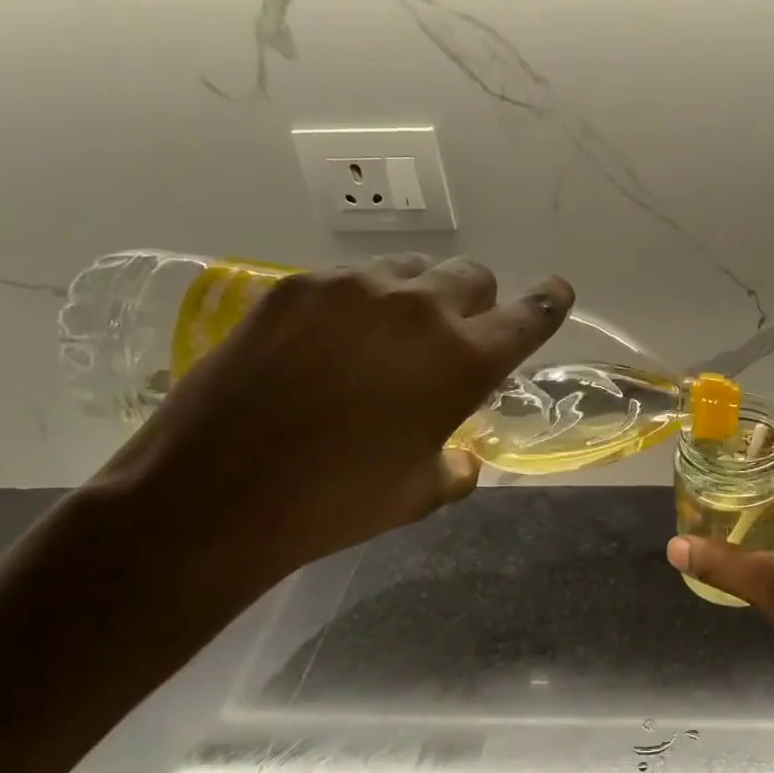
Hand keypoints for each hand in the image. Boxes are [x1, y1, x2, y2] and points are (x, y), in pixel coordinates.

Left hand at [100, 254, 572, 576]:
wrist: (217, 492)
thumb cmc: (338, 502)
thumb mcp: (419, 493)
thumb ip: (455, 465)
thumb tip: (461, 458)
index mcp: (463, 360)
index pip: (529, 316)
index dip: (548, 302)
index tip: (556, 292)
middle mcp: (418, 308)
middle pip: (471, 276)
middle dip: (475, 304)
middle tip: (450, 340)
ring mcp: (352, 289)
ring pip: (410, 270)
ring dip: (417, 298)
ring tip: (386, 339)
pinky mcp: (296, 286)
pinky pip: (350, 280)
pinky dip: (359, 304)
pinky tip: (329, 343)